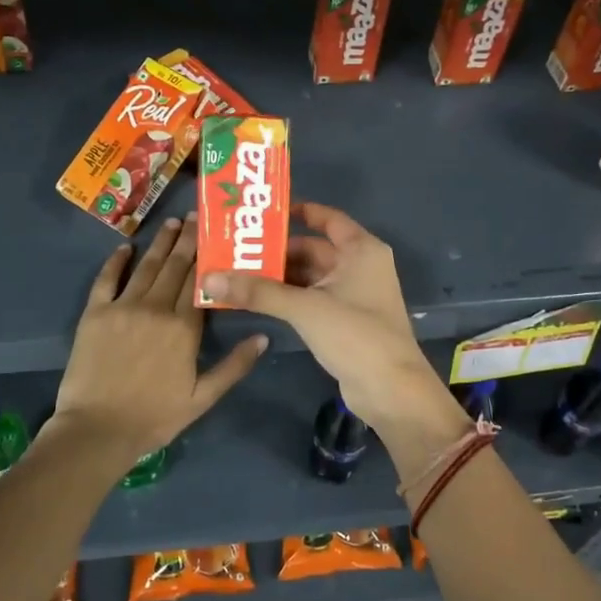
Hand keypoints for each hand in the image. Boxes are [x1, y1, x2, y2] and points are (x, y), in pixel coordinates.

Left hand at [50, 216, 265, 465]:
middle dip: (186, 241)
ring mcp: (123, 308)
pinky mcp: (95, 314)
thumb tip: (264, 337)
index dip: (207, 257)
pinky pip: (106, 280)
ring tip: (171, 224)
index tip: (214, 234)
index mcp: (183, 328)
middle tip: (195, 217)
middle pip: (174, 268)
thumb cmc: (155, 417)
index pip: (199, 283)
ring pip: (146, 267)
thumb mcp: (203, 398)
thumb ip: (234, 366)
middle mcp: (155, 308)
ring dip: (159, 244)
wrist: (97, 430)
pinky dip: (116, 261)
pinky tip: (125, 247)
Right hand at [199, 202, 449, 429]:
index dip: (299, 211)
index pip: (327, 218)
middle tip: (235, 249)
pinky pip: (312, 299)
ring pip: (311, 276)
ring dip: (280, 277)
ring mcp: (354, 295)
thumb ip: (258, 291)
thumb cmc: (355, 335)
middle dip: (277, 251)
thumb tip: (210, 278)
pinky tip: (258, 300)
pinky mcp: (346, 321)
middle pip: (314, 249)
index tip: (263, 213)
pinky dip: (289, 297)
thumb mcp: (305, 308)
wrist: (391, 389)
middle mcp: (360, 266)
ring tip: (238, 273)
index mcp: (361, 250)